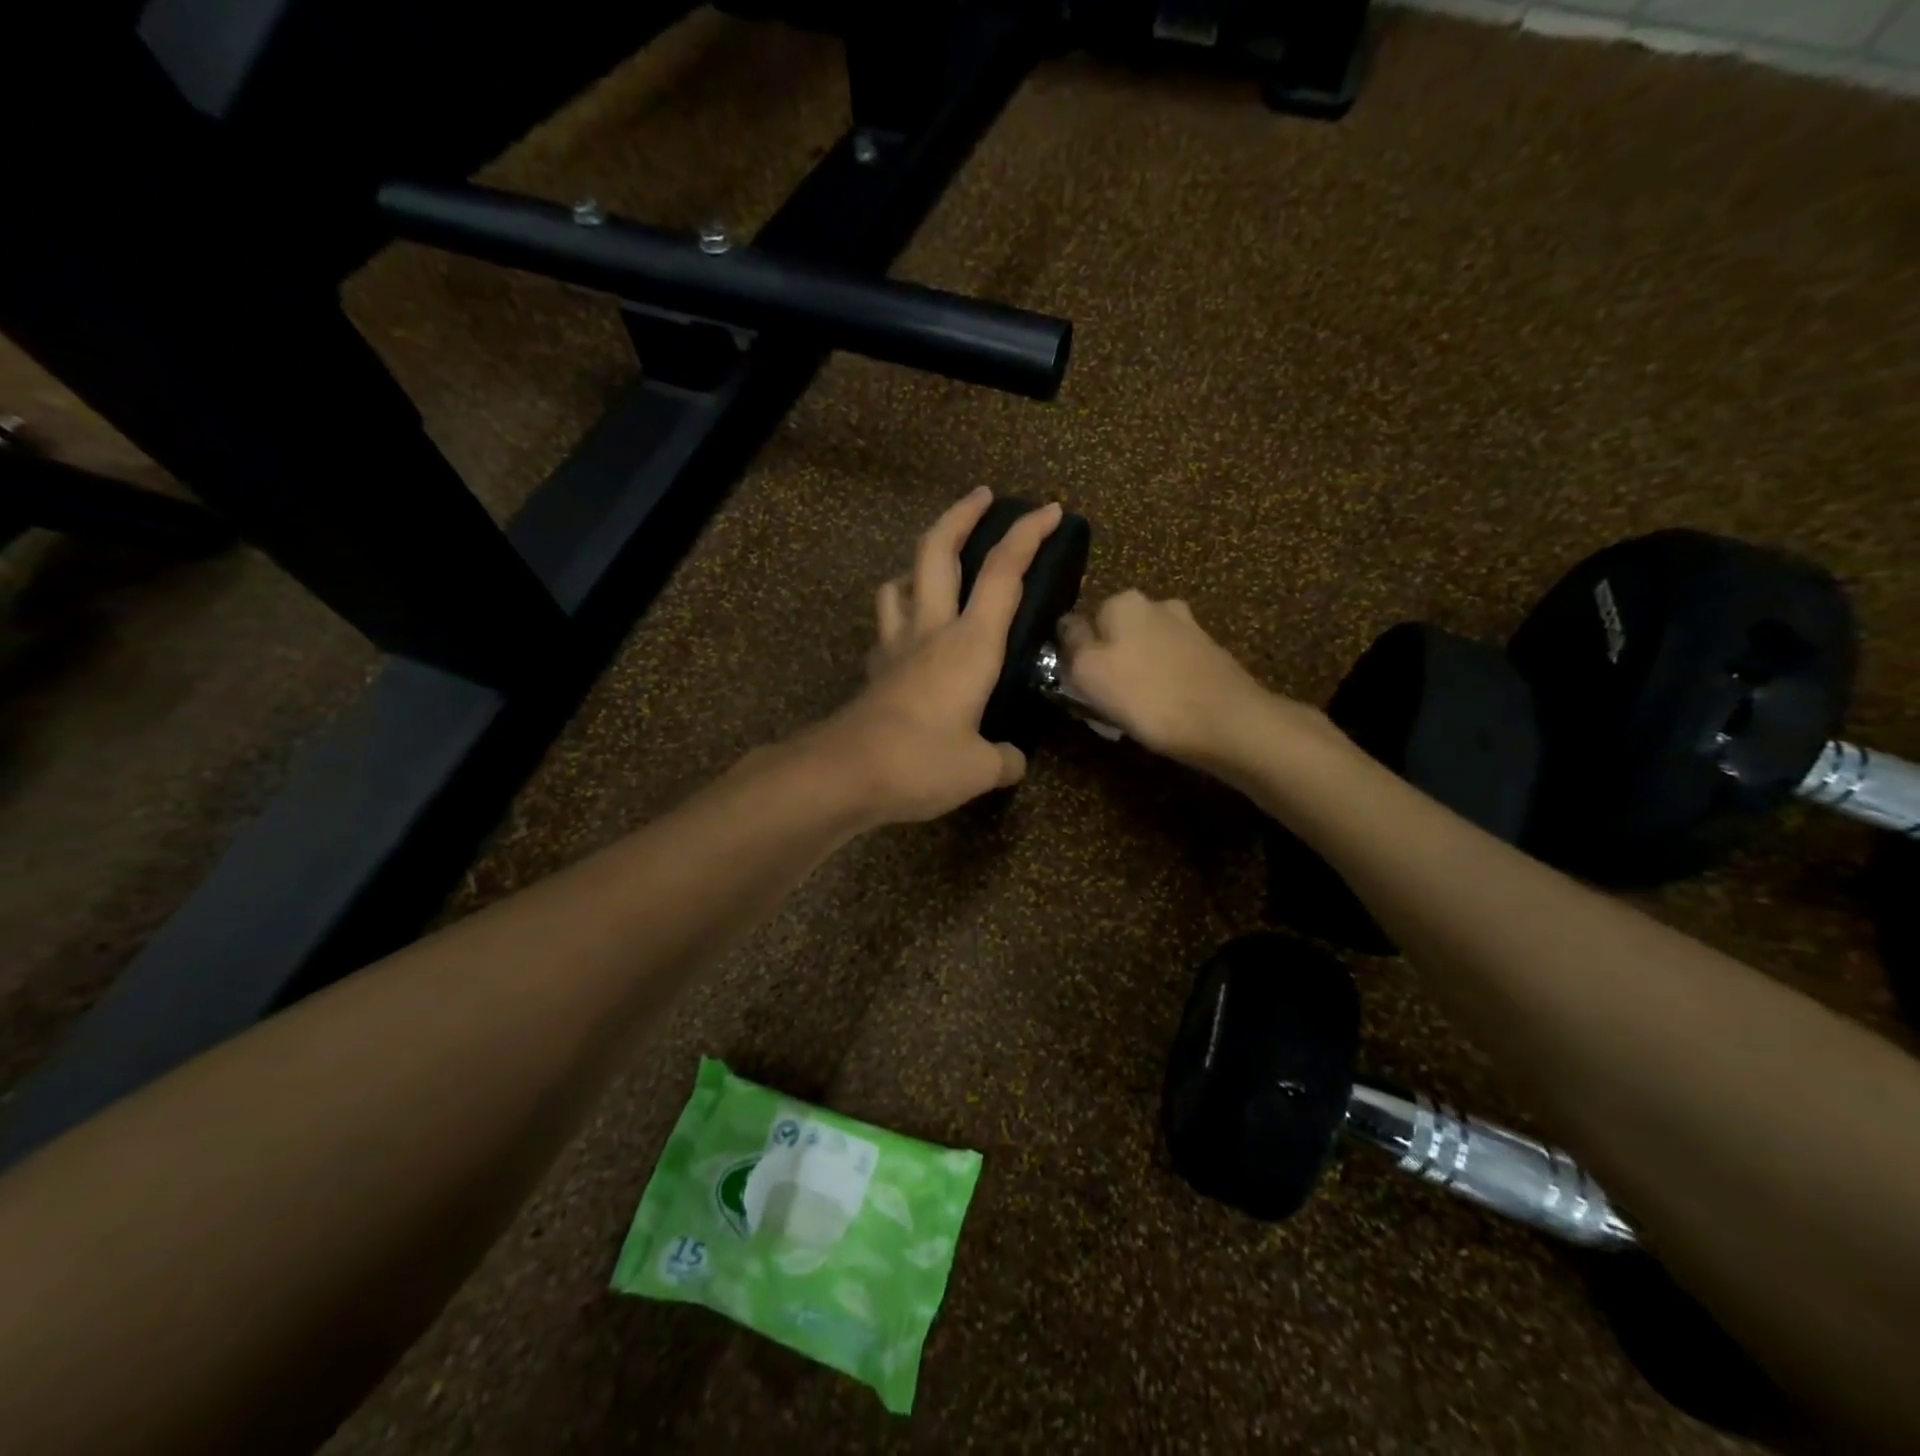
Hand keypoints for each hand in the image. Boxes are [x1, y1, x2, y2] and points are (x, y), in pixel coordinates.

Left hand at [816, 488, 1063, 824]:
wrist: (844, 774)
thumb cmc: (921, 762)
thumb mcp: (979, 770)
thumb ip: (1004, 760)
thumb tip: (1012, 760)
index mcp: (971, 644)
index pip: (1003, 573)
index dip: (1028, 535)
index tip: (1050, 510)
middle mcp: (931, 631)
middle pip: (937, 551)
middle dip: (961, 514)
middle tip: (981, 496)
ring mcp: (895, 645)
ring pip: (900, 581)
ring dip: (919, 561)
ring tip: (936, 566)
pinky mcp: (875, 668)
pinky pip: (886, 624)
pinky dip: (899, 613)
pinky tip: (909, 632)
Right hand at [1060, 591, 1309, 767]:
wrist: (1226, 722)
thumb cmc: (1147, 696)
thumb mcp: (1087, 671)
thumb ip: (1070, 644)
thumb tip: (1066, 629)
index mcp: (1121, 601)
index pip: (1078, 623)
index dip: (1073, 656)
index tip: (1077, 686)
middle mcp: (1156, 603)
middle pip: (1113, 635)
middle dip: (1107, 661)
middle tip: (1104, 701)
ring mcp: (1187, 627)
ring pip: (1142, 650)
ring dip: (1134, 673)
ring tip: (1135, 710)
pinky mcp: (1209, 653)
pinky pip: (1169, 666)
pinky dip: (1161, 682)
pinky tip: (1163, 708)